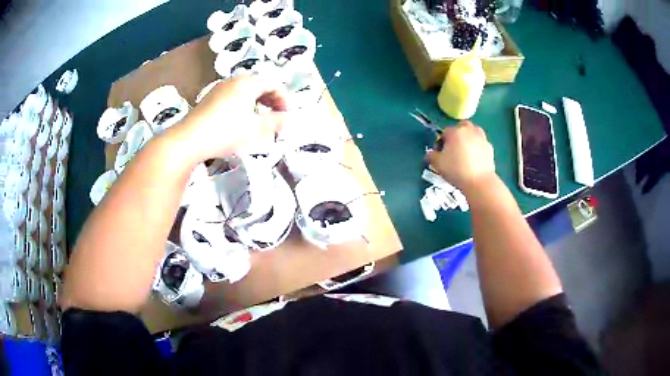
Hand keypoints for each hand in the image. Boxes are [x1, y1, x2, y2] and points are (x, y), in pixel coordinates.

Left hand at [171, 74, 286, 161]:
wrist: (189, 140)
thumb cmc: (226, 132)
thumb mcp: (256, 129)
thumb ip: (276, 122)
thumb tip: (288, 118)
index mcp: (248, 82)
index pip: (273, 84)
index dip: (284, 98)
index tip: (287, 115)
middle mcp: (234, 80)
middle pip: (258, 84)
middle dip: (270, 99)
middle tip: (276, 115)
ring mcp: (219, 88)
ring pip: (244, 91)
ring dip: (256, 102)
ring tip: (259, 119)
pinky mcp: (209, 99)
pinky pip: (232, 96)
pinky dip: (242, 105)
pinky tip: (239, 121)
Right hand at [427, 121, 495, 192]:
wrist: (479, 182)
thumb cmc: (456, 170)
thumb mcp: (437, 164)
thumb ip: (431, 156)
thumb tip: (430, 154)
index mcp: (455, 131)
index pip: (444, 132)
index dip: (441, 142)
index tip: (440, 153)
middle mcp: (469, 130)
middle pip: (461, 126)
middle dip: (457, 134)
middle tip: (454, 148)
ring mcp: (481, 138)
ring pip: (473, 132)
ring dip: (469, 138)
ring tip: (465, 152)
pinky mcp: (490, 147)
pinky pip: (480, 144)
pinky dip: (477, 148)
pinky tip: (475, 160)